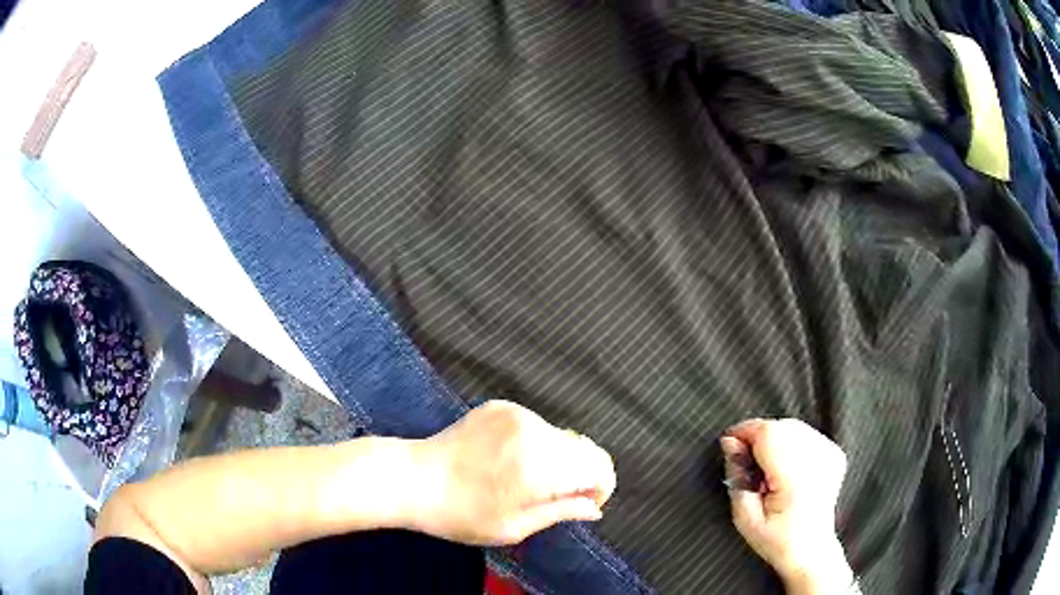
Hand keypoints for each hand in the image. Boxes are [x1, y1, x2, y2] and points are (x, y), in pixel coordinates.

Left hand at [407, 400, 615, 545]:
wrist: (412, 478)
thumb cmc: (461, 514)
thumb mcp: (513, 527)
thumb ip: (561, 512)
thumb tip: (594, 507)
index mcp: (540, 467)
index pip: (599, 466)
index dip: (601, 486)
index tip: (584, 502)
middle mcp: (535, 432)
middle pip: (584, 448)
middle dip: (580, 474)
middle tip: (552, 497)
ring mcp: (516, 414)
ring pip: (561, 436)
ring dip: (557, 459)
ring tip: (523, 480)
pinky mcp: (500, 406)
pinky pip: (536, 426)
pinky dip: (535, 444)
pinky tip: (506, 461)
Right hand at [720, 419, 852, 592]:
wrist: (811, 550)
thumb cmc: (775, 540)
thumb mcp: (744, 518)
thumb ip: (737, 477)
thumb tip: (730, 443)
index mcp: (795, 478)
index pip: (768, 433)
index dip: (745, 431)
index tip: (728, 443)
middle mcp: (817, 460)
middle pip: (780, 426)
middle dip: (757, 435)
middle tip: (745, 460)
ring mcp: (829, 454)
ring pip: (793, 426)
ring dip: (774, 437)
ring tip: (766, 466)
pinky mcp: (835, 453)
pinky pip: (806, 433)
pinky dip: (790, 441)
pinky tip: (785, 464)